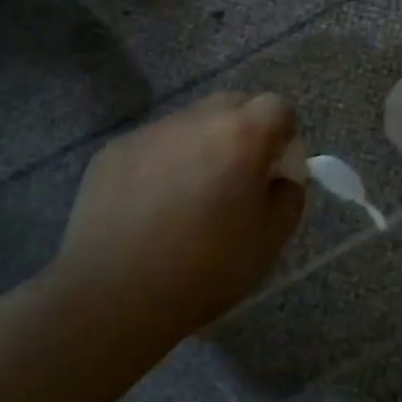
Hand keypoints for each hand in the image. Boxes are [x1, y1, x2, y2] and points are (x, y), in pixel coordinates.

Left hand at [53, 92, 303, 341]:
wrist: (112, 296)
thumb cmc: (203, 270)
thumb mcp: (269, 241)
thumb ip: (289, 195)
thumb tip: (280, 177)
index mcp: (240, 135)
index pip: (277, 107)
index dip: (282, 135)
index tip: (273, 171)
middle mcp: (196, 119)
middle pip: (232, 105)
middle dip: (242, 133)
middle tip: (235, 180)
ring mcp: (150, 131)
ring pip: (190, 124)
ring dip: (199, 147)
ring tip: (186, 199)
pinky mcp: (114, 149)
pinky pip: (152, 145)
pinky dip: (161, 164)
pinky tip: (149, 208)